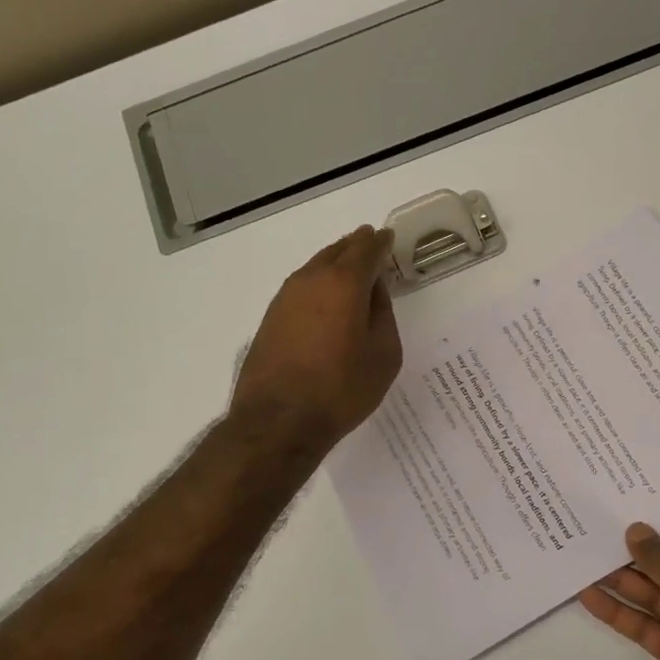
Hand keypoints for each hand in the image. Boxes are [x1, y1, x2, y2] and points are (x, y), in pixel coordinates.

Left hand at [231, 226, 402, 452]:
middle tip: (370, 243)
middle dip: (356, 245)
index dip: (380, 243)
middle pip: (337, 251)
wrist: (278, 421)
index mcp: (344, 283)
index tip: (388, 238)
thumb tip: (374, 290)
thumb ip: (382, 314)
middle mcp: (311, 280)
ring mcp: (285, 297)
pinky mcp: (271, 317)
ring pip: (315, 267)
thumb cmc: (341, 389)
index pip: (366, 250)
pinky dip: (318, 283)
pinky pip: (301, 287)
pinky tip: (325, 297)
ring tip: (350, 267)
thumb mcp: (383, 354)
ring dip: (334, 262)